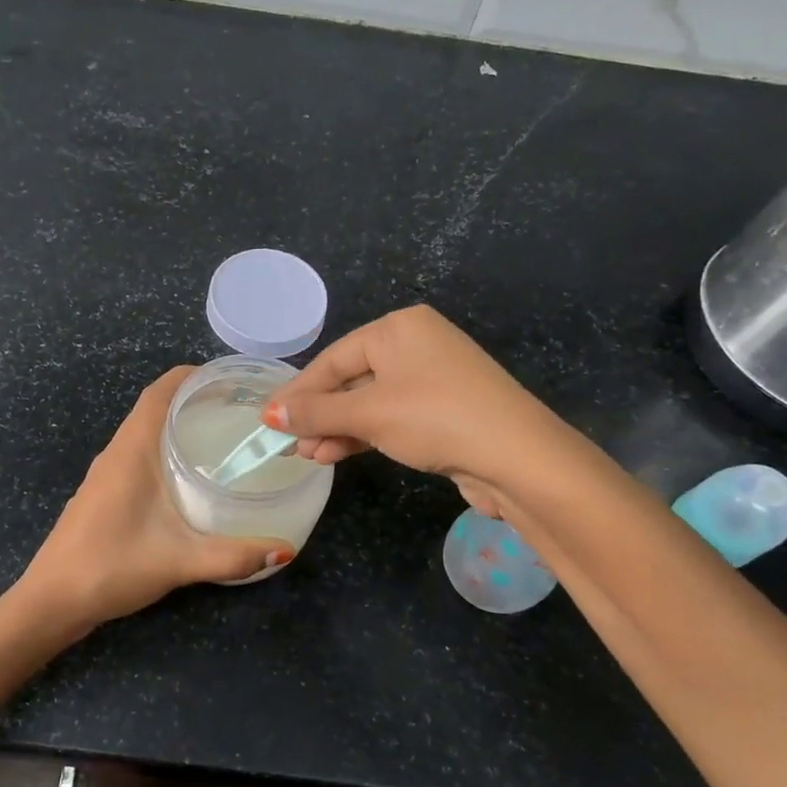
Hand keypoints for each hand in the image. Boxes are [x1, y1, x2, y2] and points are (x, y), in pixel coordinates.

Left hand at [19, 368, 294, 628]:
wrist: (52, 600)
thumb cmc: (111, 566)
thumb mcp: (179, 561)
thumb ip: (232, 556)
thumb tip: (284, 550)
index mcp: (131, 450)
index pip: (160, 392)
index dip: (193, 377)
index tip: (231, 381)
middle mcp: (116, 453)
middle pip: (156, 408)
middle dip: (195, 401)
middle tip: (240, 412)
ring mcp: (106, 474)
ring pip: (145, 434)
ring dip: (179, 427)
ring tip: (222, 439)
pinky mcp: (103, 494)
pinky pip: (138, 457)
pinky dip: (165, 452)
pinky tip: (189, 480)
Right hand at [265, 306, 542, 487]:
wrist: (517, 458)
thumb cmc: (435, 418)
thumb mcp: (369, 413)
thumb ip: (317, 412)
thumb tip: (270, 414)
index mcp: (399, 328)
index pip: (333, 358)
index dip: (298, 392)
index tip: (268, 420)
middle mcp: (416, 345)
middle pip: (350, 379)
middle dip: (318, 414)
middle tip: (288, 443)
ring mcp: (433, 378)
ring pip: (369, 401)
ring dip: (337, 429)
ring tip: (309, 456)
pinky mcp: (443, 411)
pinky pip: (391, 417)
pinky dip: (364, 434)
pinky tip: (337, 454)